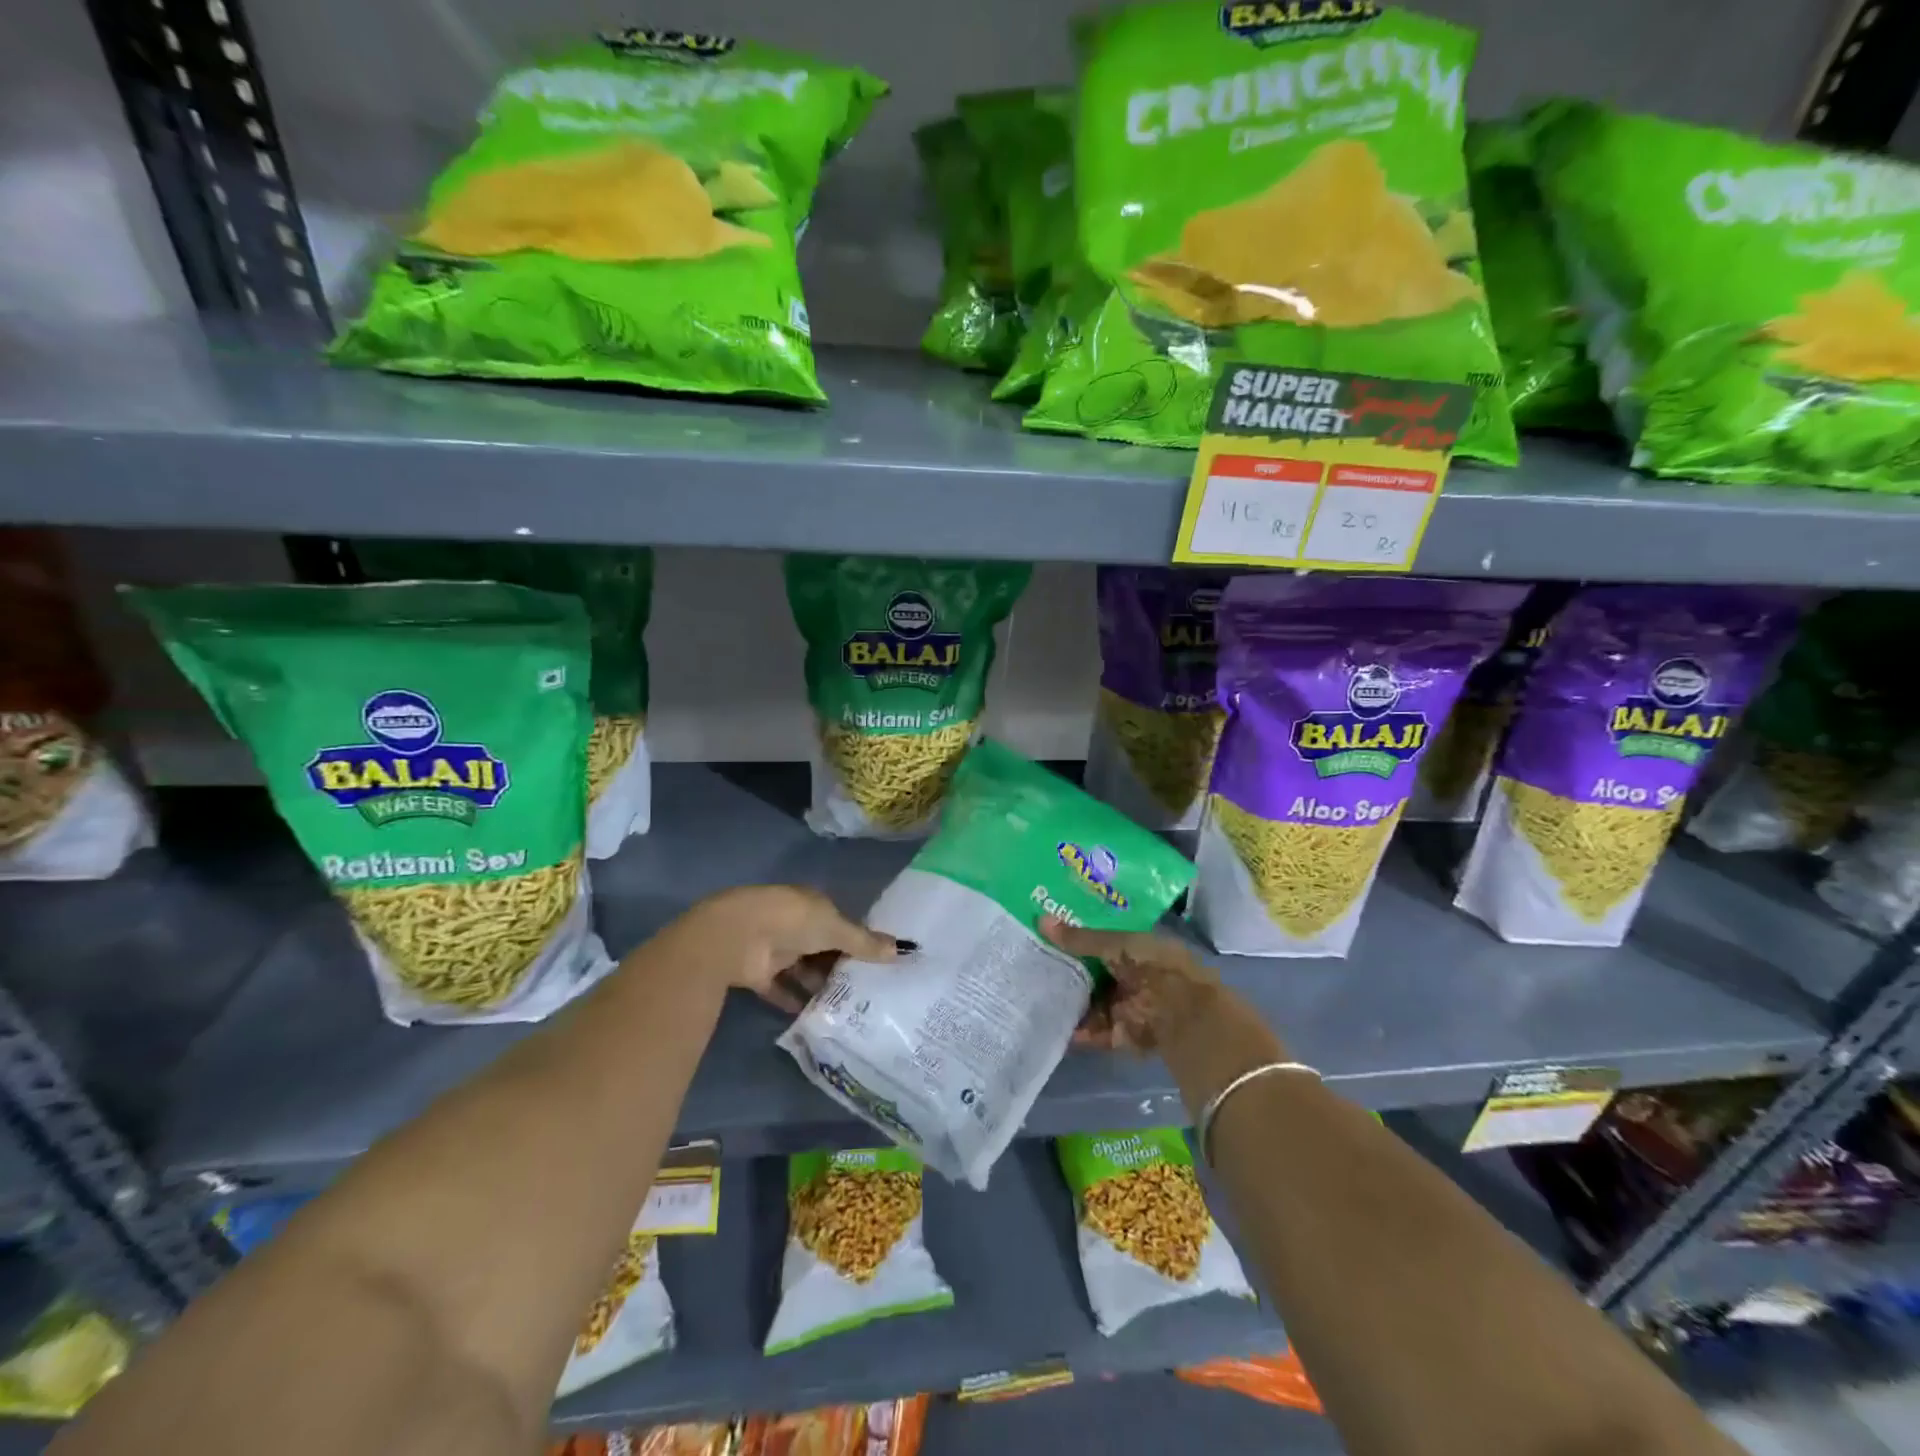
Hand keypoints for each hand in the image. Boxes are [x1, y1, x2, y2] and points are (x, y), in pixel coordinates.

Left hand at [683, 885, 906, 1013]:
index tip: (876, 965)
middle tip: (865, 992)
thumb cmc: (791, 921)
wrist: (736, 936)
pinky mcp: (757, 973)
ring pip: (802, 969)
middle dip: (839, 967)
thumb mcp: (834, 928)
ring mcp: (774, 948)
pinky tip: (814, 1017)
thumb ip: (864, 942)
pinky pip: (780, 989)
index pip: (839, 924)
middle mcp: (793, 925)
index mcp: (811, 905)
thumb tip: (902, 950)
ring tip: (845, 1009)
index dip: (856, 942)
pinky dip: (794, 1001)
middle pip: (821, 948)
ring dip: (818, 985)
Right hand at [1040, 916, 1222, 1053]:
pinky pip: (1094, 1030)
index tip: (1046, 932)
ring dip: (1068, 1000)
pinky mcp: (1122, 1033)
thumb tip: (1041, 920)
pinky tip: (1051, 1024)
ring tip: (1033, 993)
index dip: (1077, 935)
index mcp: (1136, 947)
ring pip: (1090, 1001)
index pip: (1101, 938)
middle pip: (1092, 971)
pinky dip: (1077, 1030)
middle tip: (1030, 962)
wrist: (1180, 1013)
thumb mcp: (1114, 944)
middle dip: (1066, 969)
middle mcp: (1131, 974)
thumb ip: (1079, 938)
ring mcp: (1126, 1004)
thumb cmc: (1152, 966)